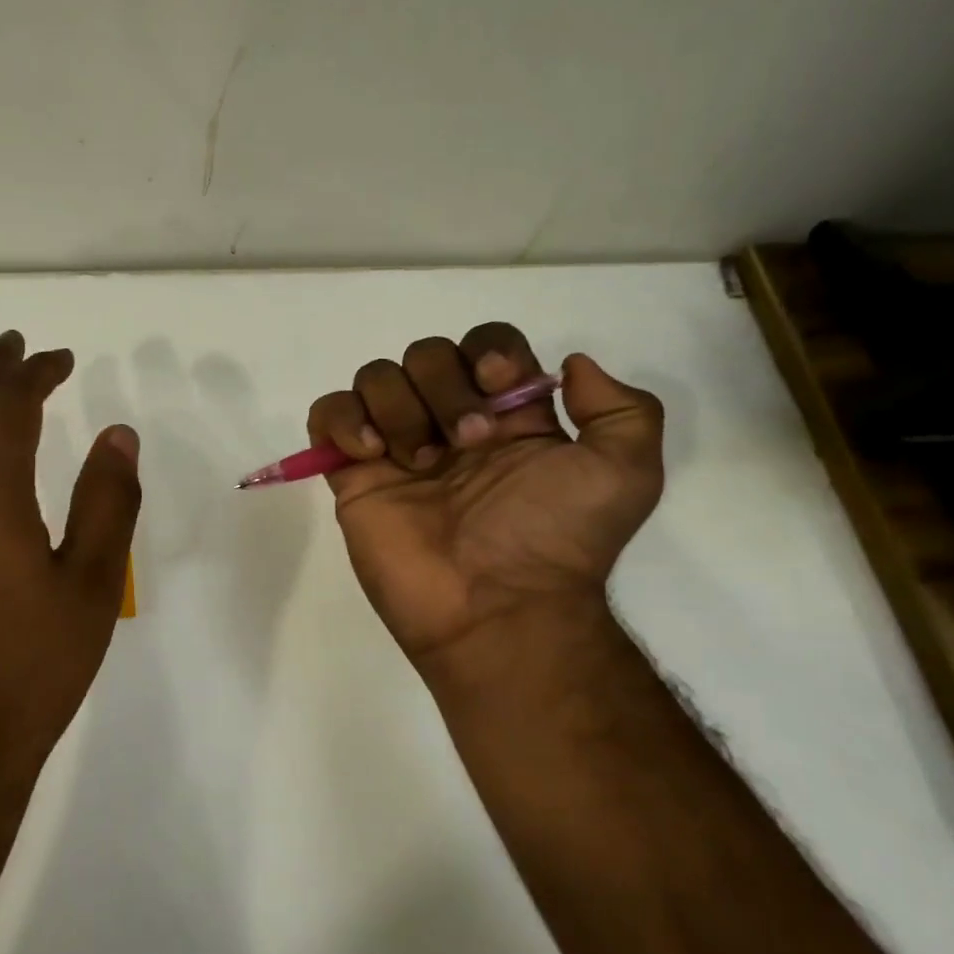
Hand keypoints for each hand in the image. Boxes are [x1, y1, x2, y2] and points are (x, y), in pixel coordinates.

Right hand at [307, 323, 662, 674]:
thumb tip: (570, 366)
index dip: (487, 351)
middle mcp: (448, 420)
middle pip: (426, 353)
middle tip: (465, 444)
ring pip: (375, 376)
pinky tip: (370, 455)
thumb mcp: (625, 475)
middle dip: (444, 387)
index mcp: (508, 415)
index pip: (485, 345)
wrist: (496, 609)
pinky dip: (343, 420)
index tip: (496, 385)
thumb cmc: (556, 540)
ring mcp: (396, 445)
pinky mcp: (353, 472)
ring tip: (418, 461)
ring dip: (398, 407)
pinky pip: (327, 413)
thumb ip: (622, 410)